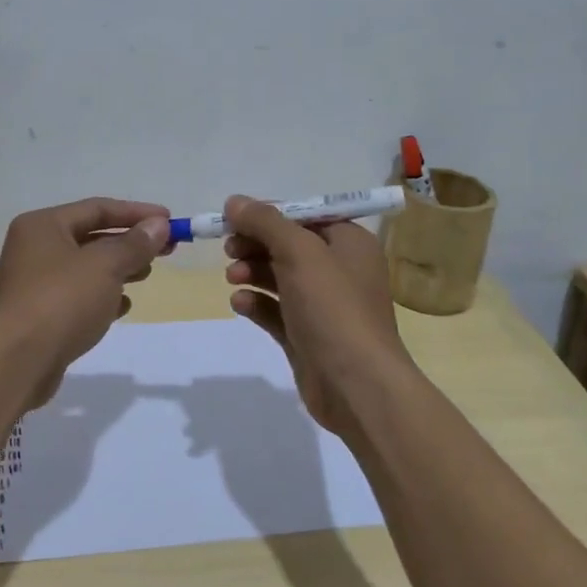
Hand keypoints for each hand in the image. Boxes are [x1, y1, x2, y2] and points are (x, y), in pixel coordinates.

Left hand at [0, 197, 171, 409]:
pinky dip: (102, 297)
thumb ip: (135, 244)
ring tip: (147, 274)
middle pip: (92, 237)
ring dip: (119, 269)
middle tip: (166, 249)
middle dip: (130, 242)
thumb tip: (159, 225)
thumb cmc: (61, 301)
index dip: (136, 213)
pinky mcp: (41, 315)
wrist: (17, 362)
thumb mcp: (105, 266)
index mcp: (43, 226)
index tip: (170, 221)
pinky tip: (123, 307)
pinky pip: (78, 296)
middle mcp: (35, 248)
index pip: (97, 208)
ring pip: (87, 268)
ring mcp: (36, 283)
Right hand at [221, 194, 413, 435]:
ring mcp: (323, 306)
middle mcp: (339, 270)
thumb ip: (265, 222)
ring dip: (252, 271)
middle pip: (288, 245)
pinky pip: (276, 311)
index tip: (233, 218)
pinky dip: (256, 303)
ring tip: (232, 277)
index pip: (303, 215)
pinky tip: (239, 303)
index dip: (268, 214)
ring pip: (279, 277)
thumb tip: (234, 201)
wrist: (356, 385)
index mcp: (349, 242)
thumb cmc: (333, 307)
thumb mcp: (299, 252)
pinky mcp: (306, 335)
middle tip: (229, 248)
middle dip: (256, 244)